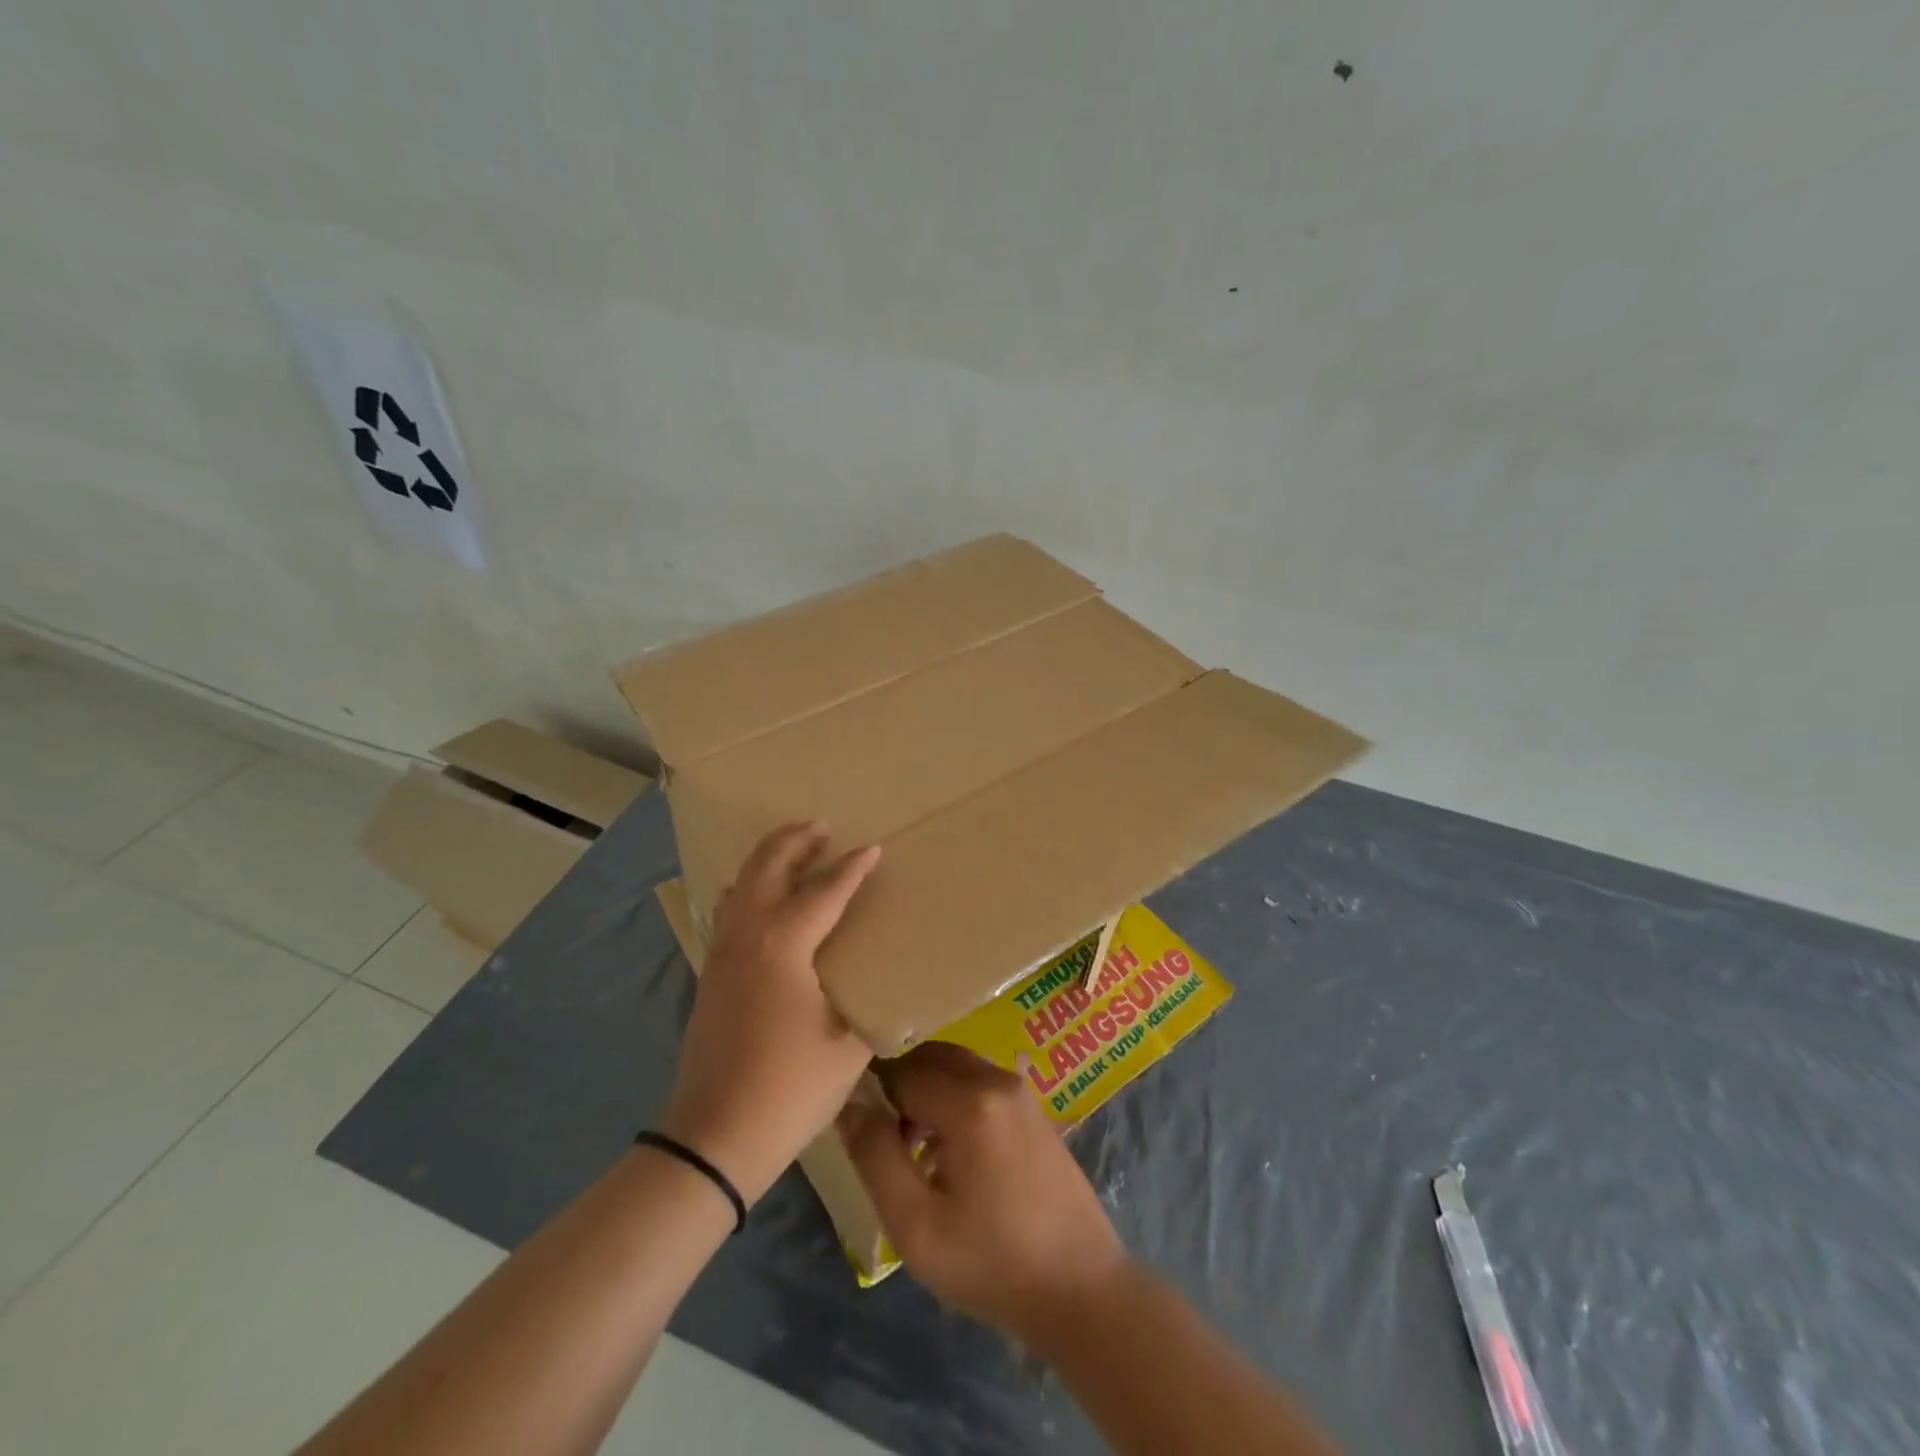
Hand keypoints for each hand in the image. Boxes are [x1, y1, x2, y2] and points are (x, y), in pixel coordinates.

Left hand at [662, 823, 880, 1203]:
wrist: (713, 1137)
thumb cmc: (789, 1088)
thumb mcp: (848, 1046)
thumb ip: (867, 1004)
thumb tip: (884, 985)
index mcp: (784, 944)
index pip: (824, 891)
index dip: (852, 869)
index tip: (874, 848)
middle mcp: (748, 935)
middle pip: (768, 868)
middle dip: (795, 840)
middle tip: (821, 826)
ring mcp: (723, 953)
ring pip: (742, 884)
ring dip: (768, 859)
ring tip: (793, 849)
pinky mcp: (711, 974)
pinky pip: (730, 910)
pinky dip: (748, 888)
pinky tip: (758, 898)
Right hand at [839, 1042, 1129, 1347]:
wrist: (1081, 1288)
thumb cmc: (992, 1263)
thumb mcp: (916, 1225)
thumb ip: (876, 1157)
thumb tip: (849, 1104)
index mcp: (971, 1102)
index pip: (902, 1071)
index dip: (874, 1093)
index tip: (859, 1126)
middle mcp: (997, 1079)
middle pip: (932, 1058)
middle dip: (900, 1086)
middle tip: (884, 1136)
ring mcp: (1021, 1091)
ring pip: (956, 1067)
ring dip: (927, 1093)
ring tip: (912, 1150)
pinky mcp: (1033, 1109)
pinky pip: (980, 1084)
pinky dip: (954, 1100)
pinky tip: (948, 1154)